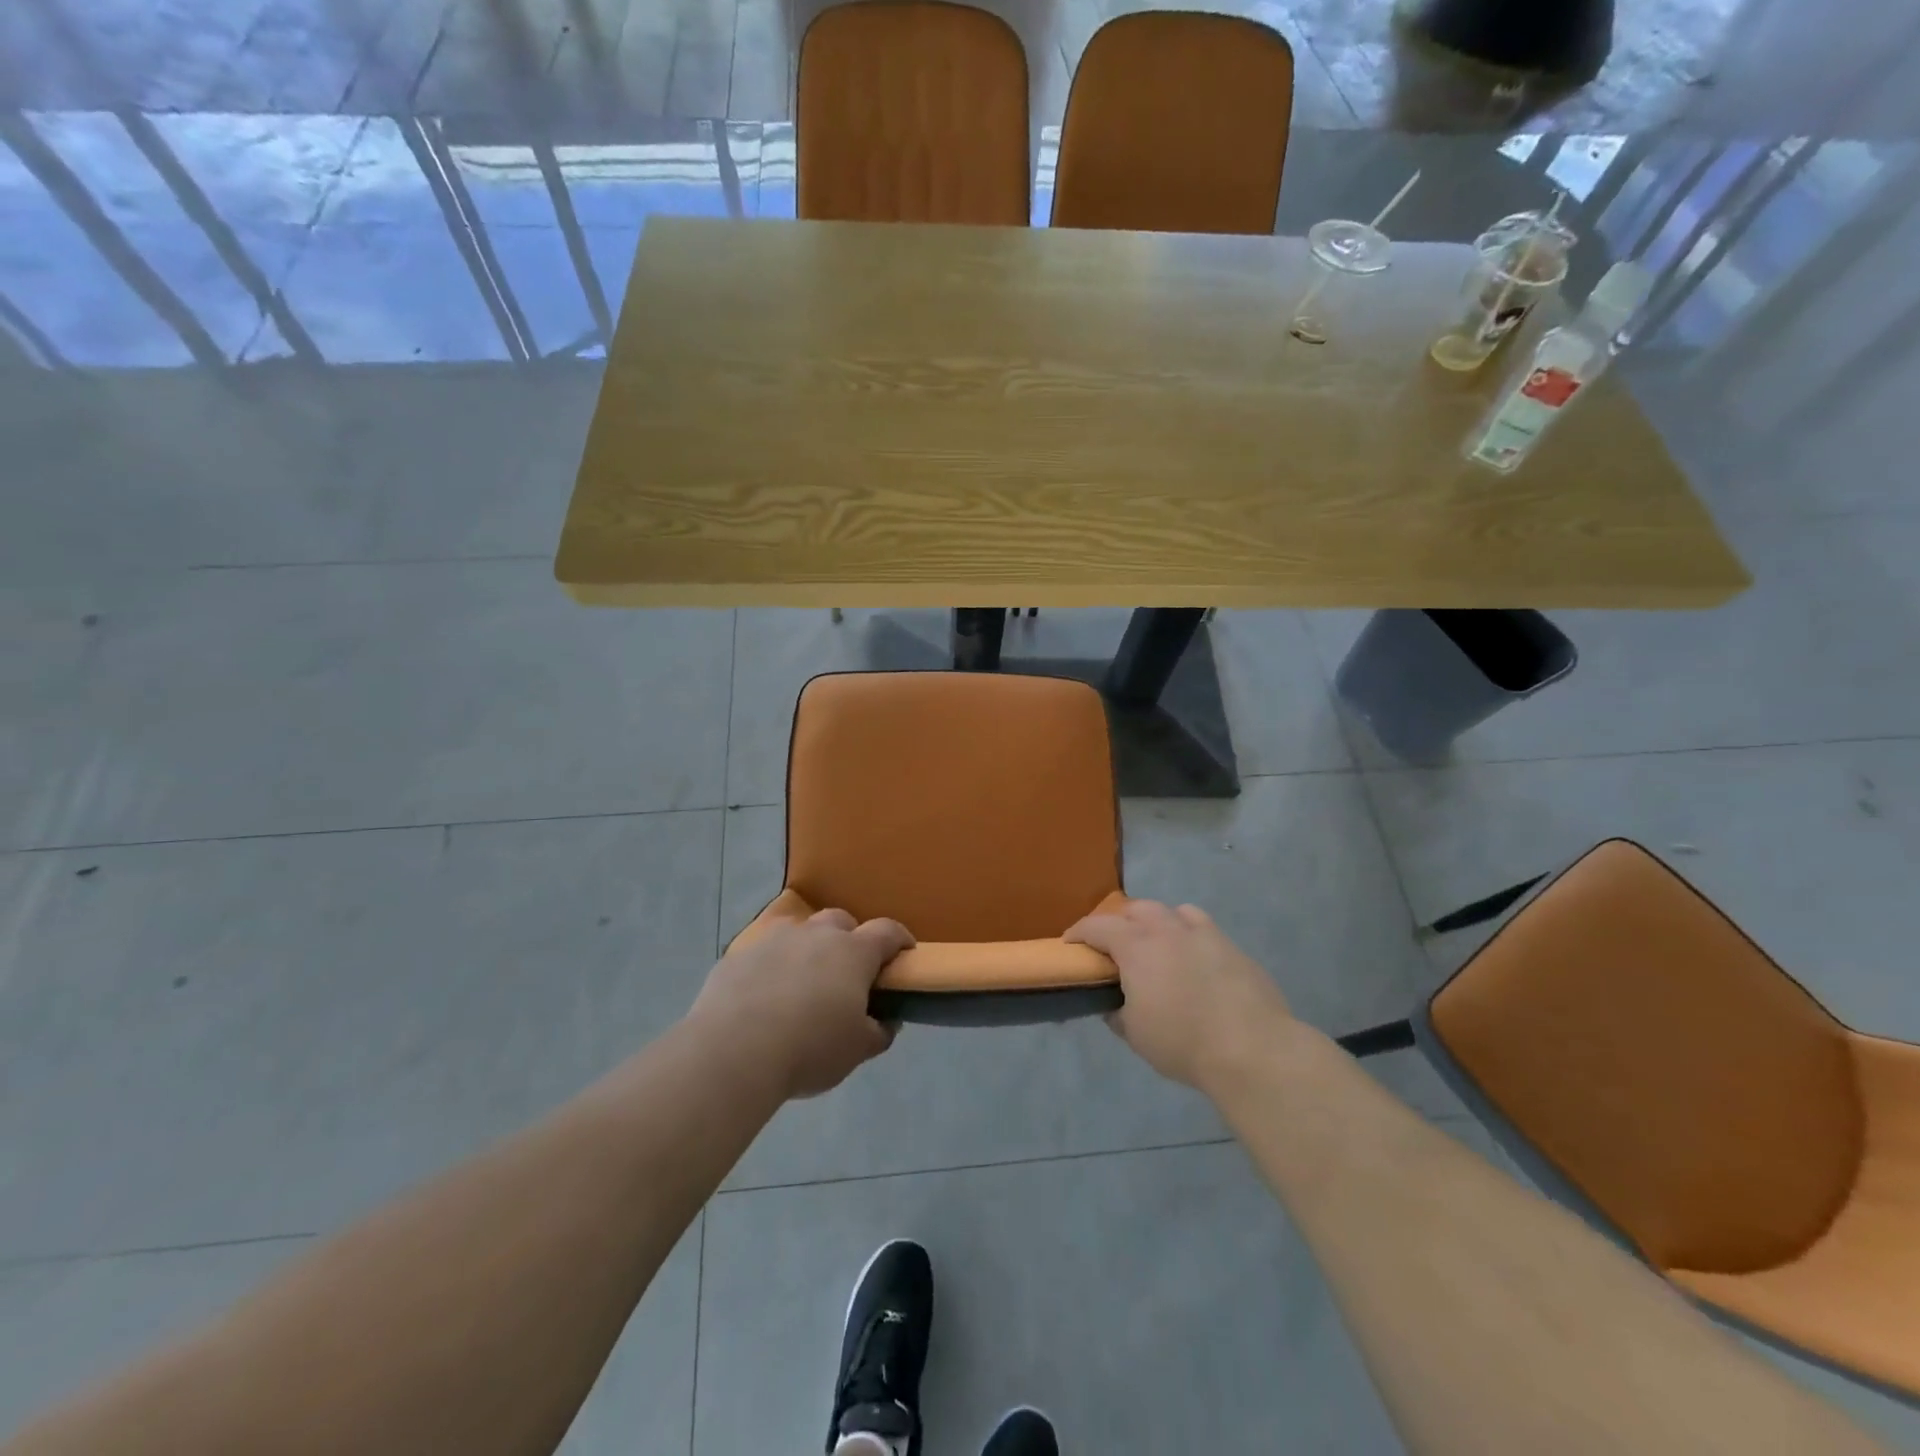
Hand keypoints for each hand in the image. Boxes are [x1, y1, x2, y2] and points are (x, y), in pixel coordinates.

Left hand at [689, 909, 913, 1098]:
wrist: (733, 1051)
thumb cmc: (810, 1048)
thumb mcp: (857, 1050)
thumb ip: (878, 1031)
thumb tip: (885, 1020)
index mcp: (853, 952)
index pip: (887, 931)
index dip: (899, 939)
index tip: (904, 953)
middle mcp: (815, 935)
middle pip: (840, 921)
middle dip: (849, 939)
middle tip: (848, 972)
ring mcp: (774, 940)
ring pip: (798, 931)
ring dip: (807, 948)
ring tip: (802, 982)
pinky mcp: (738, 955)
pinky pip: (762, 953)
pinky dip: (771, 966)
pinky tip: (763, 996)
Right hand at [1066, 900, 1294, 1092]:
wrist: (1252, 1049)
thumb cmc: (1182, 1042)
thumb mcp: (1135, 1034)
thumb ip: (1117, 1012)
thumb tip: (1113, 1004)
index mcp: (1137, 946)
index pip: (1098, 926)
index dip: (1079, 932)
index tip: (1070, 943)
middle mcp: (1168, 929)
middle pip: (1137, 909)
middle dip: (1120, 922)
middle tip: (1115, 945)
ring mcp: (1205, 934)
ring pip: (1174, 911)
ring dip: (1158, 922)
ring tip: (1158, 944)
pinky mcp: (1234, 948)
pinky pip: (1205, 929)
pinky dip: (1190, 936)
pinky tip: (1194, 959)